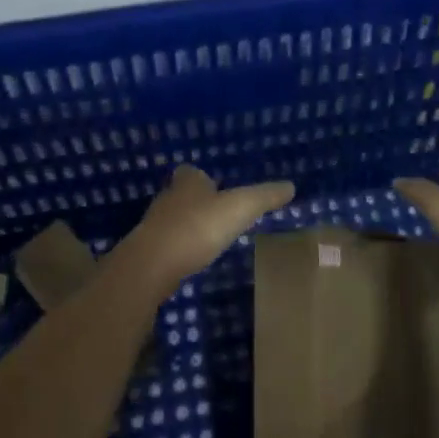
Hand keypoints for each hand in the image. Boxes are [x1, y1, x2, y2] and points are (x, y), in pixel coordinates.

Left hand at [122, 164, 294, 292]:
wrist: (152, 264)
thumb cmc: (198, 227)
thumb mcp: (240, 208)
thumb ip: (265, 197)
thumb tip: (290, 186)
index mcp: (187, 182)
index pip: (192, 172)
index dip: (203, 178)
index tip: (217, 187)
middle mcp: (168, 198)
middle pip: (181, 194)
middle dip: (196, 201)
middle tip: (216, 213)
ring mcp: (154, 225)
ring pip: (173, 219)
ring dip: (187, 225)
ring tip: (208, 237)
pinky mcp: (148, 251)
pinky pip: (167, 244)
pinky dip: (179, 248)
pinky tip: (192, 259)